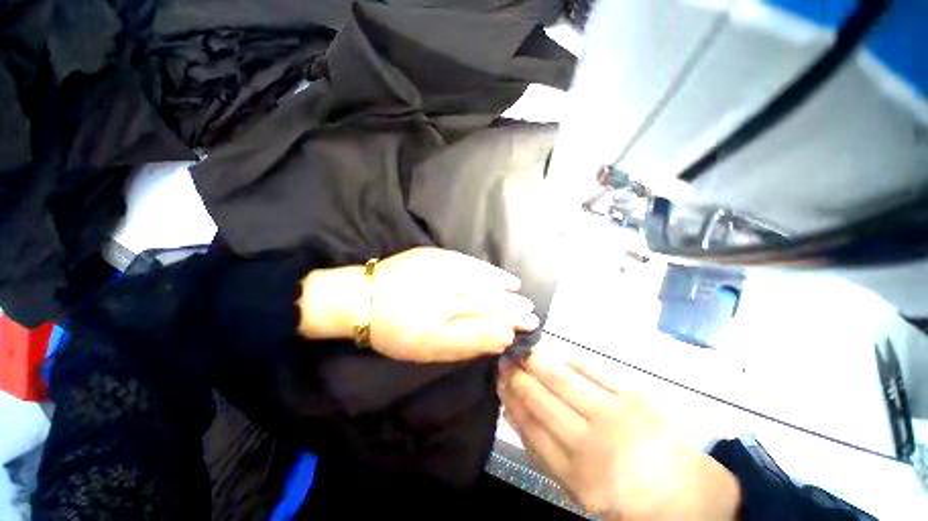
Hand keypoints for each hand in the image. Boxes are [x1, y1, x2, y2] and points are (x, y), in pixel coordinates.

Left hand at [298, 247, 539, 362]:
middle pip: (487, 301)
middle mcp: (444, 293)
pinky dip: (490, 271)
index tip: (526, 329)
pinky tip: (504, 278)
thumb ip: (466, 344)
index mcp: (440, 322)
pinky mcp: (437, 256)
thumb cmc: (393, 330)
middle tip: (531, 315)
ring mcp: (442, 271)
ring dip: (504, 291)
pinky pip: (471, 264)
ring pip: (483, 282)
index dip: (507, 325)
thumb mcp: (428, 348)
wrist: (362, 298)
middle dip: (511, 309)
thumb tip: (501, 337)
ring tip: (521, 296)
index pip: (485, 323)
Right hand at [497, 349, 739, 519]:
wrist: (685, 490)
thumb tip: (512, 409)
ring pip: (561, 379)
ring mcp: (614, 414)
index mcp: (575, 473)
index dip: (511, 398)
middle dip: (518, 375)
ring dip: (536, 361)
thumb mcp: (575, 484)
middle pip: (542, 398)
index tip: (498, 379)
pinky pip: (591, 369)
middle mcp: (591, 443)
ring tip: (522, 350)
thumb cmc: (622, 488)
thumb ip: (541, 447)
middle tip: (505, 358)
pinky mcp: (634, 394)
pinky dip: (568, 357)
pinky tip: (554, 351)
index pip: (530, 425)